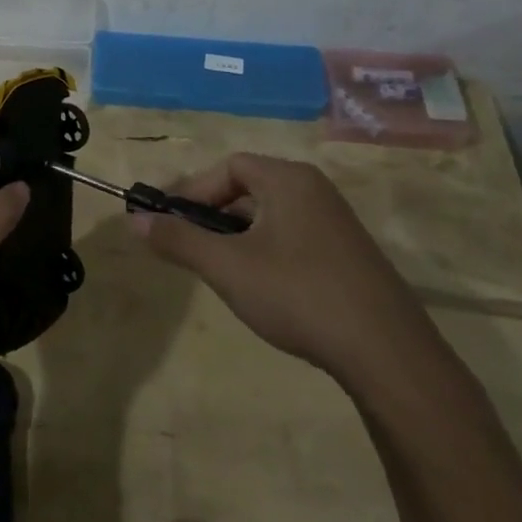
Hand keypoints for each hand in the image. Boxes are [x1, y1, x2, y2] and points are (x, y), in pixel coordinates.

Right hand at [133, 154, 433, 386]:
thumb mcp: (227, 267)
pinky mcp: (350, 256)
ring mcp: (337, 224)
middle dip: (213, 215)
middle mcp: (315, 190)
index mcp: (289, 180)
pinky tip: (262, 290)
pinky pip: (293, 237)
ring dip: (238, 237)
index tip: (171, 221)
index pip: (229, 167)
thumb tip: (134, 220)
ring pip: (271, 216)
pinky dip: (266, 252)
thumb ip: (178, 239)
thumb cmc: (298, 295)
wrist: (388, 354)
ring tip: (221, 272)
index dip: (194, 190)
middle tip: (191, 248)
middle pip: (249, 188)